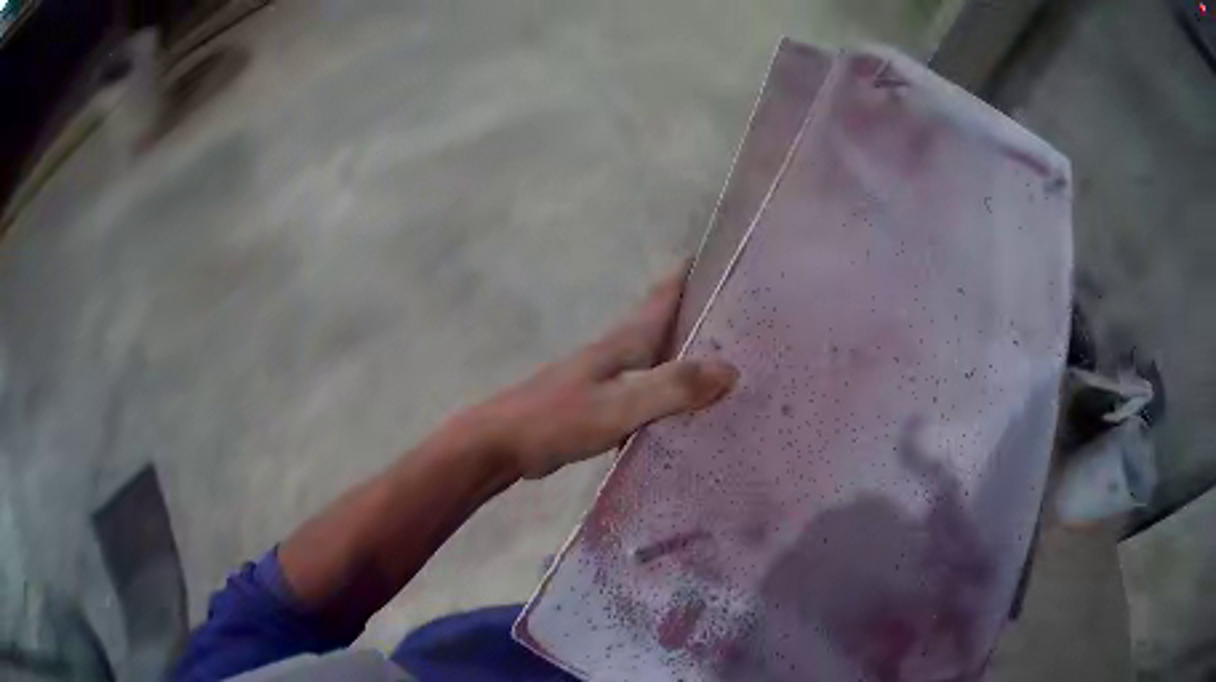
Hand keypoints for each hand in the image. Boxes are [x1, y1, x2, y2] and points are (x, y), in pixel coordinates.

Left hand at [465, 267, 737, 478]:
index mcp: (622, 344)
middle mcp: (615, 354)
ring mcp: (603, 380)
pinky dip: (664, 391)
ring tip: (718, 362)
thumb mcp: (618, 405)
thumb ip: (671, 388)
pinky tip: (678, 409)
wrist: (502, 444)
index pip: (660, 297)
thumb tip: (731, 370)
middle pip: (660, 324)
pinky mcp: (595, 405)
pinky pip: (642, 390)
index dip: (687, 276)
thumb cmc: (557, 419)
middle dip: (694, 314)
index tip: (719, 259)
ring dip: (680, 354)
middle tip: (738, 317)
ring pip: (652, 358)